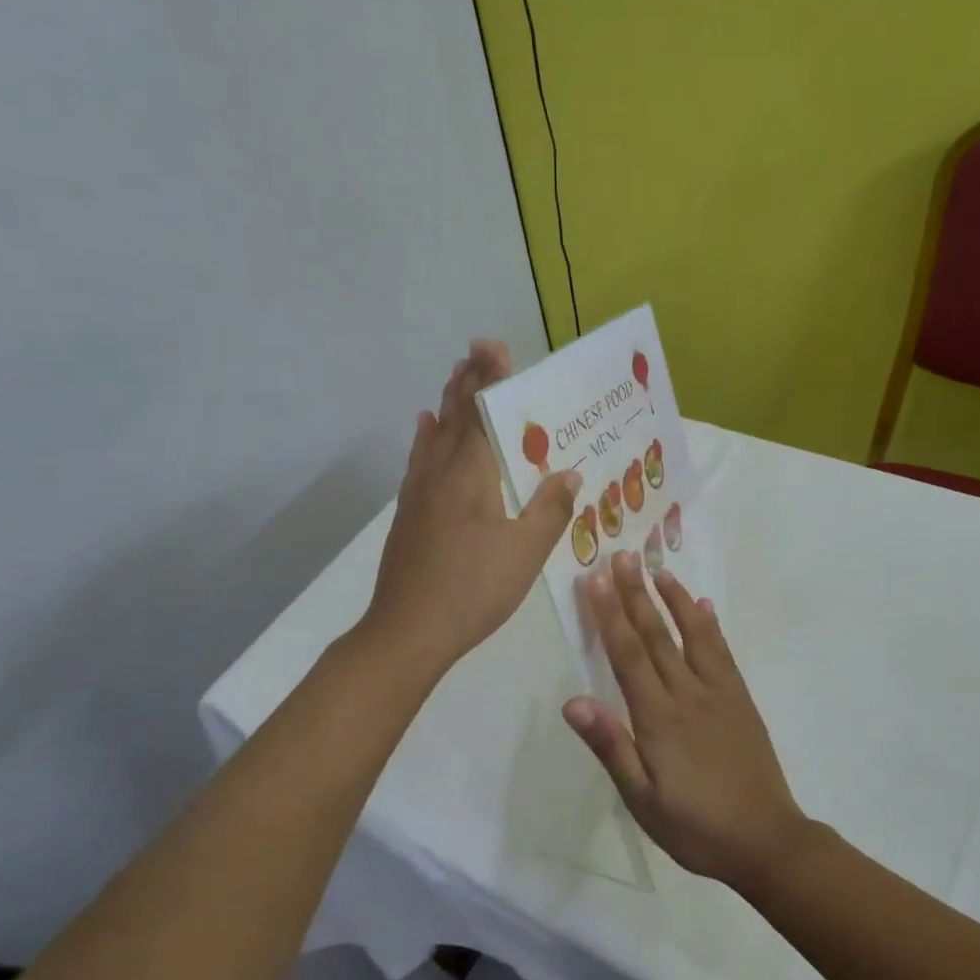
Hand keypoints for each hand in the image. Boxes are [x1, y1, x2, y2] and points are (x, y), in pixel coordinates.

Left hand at [364, 340, 580, 677]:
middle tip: (480, 348)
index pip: (480, 414)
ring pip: (434, 434)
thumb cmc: (473, 590)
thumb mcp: (525, 554)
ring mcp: (418, 493)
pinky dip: (425, 436)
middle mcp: (439, 474)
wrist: (408, 631)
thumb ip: (549, 509)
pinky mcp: (408, 513)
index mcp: (470, 476)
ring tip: (457, 375)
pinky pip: (419, 460)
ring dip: (448, 401)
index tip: (498, 347)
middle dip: (468, 379)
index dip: (489, 379)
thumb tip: (571, 473)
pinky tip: (425, 426)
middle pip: (453, 416)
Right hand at [562, 552, 807, 888]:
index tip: (596, 579)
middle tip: (622, 556)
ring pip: (693, 634)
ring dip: (674, 599)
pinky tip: (704, 607)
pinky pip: (723, 652)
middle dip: (636, 594)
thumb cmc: (695, 827)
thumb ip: (610, 747)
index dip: (610, 615)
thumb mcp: (642, 799)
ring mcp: (719, 693)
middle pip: (657, 635)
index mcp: (659, 717)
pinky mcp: (741, 699)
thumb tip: (572, 701)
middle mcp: (688, 694)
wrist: (766, 841)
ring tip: (659, 569)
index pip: (628, 655)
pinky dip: (710, 625)